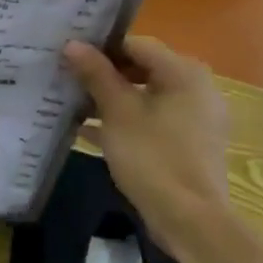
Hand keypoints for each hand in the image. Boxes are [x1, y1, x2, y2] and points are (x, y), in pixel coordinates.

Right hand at [61, 37, 232, 255]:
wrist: (189, 218)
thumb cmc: (152, 156)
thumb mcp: (117, 112)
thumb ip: (95, 74)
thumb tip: (73, 44)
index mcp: (184, 73)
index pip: (136, 45)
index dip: (100, 47)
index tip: (68, 55)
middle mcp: (196, 88)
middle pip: (141, 69)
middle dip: (103, 74)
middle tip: (66, 77)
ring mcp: (195, 118)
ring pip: (144, 96)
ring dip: (110, 99)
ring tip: (71, 102)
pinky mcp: (188, 143)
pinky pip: (151, 120)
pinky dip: (124, 121)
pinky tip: (88, 131)